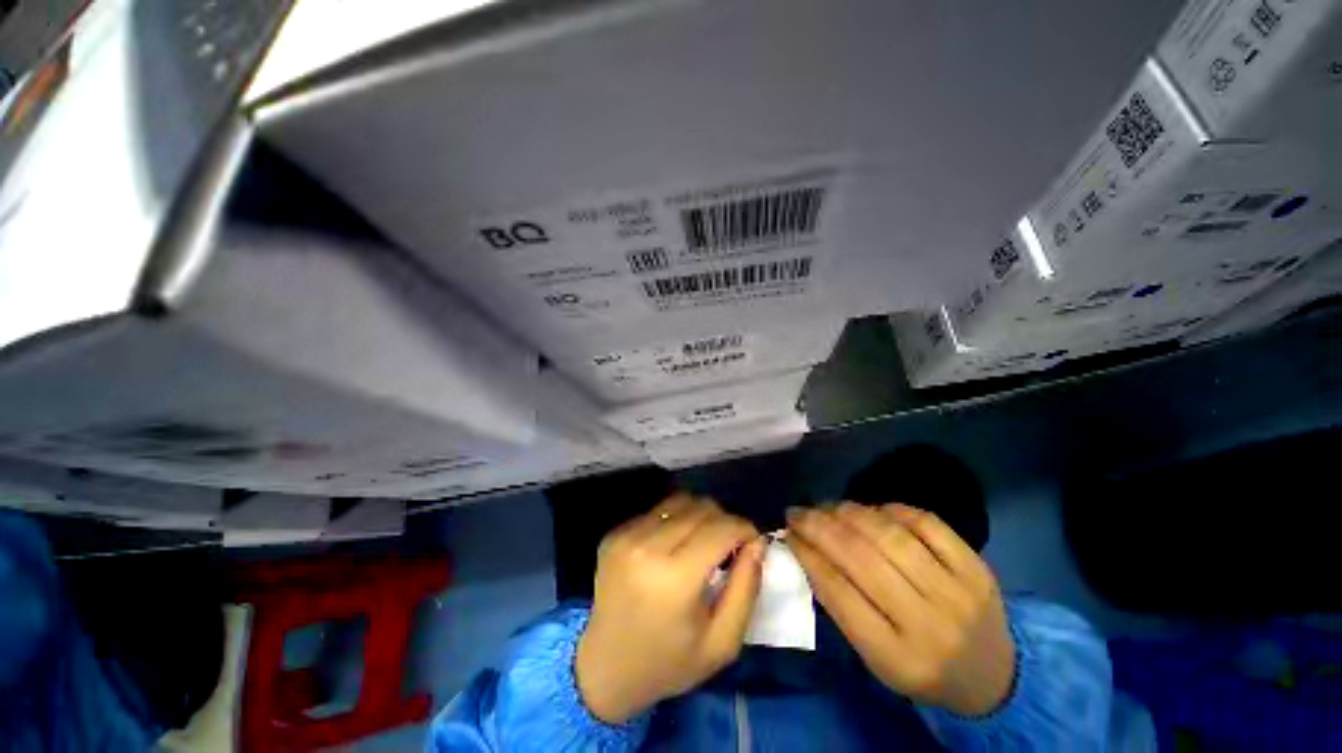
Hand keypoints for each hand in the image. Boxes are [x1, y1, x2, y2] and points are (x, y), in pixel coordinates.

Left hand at [576, 494, 764, 723]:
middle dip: (724, 521)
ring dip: (700, 516)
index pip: (721, 528)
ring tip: (701, 543)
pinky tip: (673, 547)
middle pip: (701, 508)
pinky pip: (658, 510)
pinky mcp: (615, 533)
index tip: (752, 542)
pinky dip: (675, 520)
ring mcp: (626, 536)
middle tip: (728, 546)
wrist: (605, 667)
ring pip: (680, 501)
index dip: (744, 528)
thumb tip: (757, 542)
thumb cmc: (669, 662)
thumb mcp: (721, 642)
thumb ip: (746, 588)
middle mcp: (647, 546)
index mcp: (675, 578)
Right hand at [787, 502, 1014, 716]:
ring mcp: (957, 592)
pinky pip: (928, 524)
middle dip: (820, 526)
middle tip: (799, 511)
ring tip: (829, 507)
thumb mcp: (874, 657)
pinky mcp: (977, 568)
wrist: (995, 679)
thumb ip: (842, 605)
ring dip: (850, 512)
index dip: (807, 554)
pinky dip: (893, 509)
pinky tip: (874, 509)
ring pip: (891, 536)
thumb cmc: (920, 668)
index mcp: (896, 656)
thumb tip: (808, 548)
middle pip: (862, 558)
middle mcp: (928, 624)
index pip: (838, 592)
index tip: (788, 532)